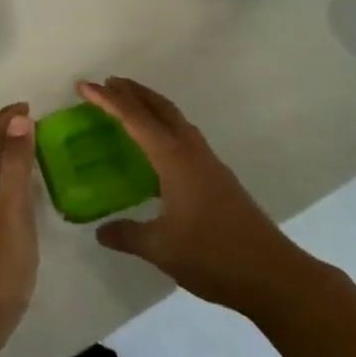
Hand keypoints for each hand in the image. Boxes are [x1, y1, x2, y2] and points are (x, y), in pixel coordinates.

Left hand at [0, 103, 38, 355]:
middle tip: (33, 121)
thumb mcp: (12, 215)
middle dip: (3, 131)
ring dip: (3, 153)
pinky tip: (20, 190)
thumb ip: (15, 168)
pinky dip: (4, 176)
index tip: (29, 105)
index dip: (4, 118)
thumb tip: (18, 120)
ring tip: (30, 147)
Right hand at [79, 77, 314, 315]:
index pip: (135, 119)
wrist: (271, 274)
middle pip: (161, 108)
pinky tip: (159, 150)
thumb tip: (101, 231)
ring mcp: (209, 163)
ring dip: (152, 107)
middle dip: (134, 92)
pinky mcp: (219, 178)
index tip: (84, 86)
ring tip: (130, 107)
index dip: (108, 101)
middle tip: (108, 83)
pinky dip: (166, 128)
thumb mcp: (161, 248)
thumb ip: (128, 235)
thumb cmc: (212, 255)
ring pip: (176, 121)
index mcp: (174, 159)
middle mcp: (192, 151)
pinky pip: (185, 138)